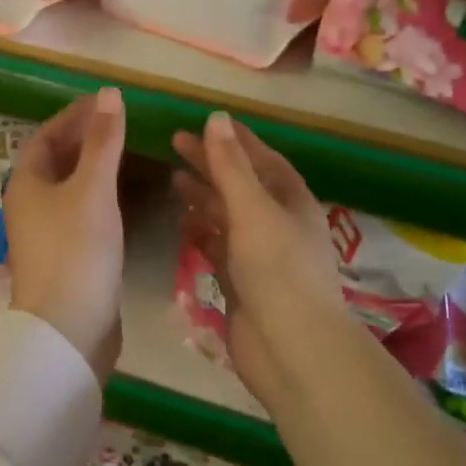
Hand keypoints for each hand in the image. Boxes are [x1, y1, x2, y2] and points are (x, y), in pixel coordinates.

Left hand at [4, 87, 126, 377]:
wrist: (69, 328)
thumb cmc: (76, 249)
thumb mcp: (92, 188)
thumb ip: (103, 141)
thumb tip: (109, 93)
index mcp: (26, 183)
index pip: (46, 136)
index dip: (74, 116)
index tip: (105, 102)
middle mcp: (30, 204)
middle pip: (56, 160)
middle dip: (85, 139)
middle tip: (122, 123)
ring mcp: (46, 233)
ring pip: (70, 188)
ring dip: (95, 167)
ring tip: (129, 152)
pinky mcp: (66, 256)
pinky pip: (82, 212)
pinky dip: (101, 196)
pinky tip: (126, 197)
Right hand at [172, 112, 344, 403]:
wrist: (290, 348)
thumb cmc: (277, 268)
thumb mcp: (253, 208)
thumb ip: (231, 166)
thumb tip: (216, 118)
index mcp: (292, 202)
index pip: (264, 159)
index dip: (238, 140)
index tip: (208, 121)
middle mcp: (279, 224)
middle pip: (242, 185)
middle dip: (212, 164)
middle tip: (175, 143)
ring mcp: (260, 256)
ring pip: (228, 216)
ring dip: (204, 197)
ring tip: (173, 179)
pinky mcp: (242, 283)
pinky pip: (219, 247)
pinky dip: (201, 233)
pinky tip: (181, 222)